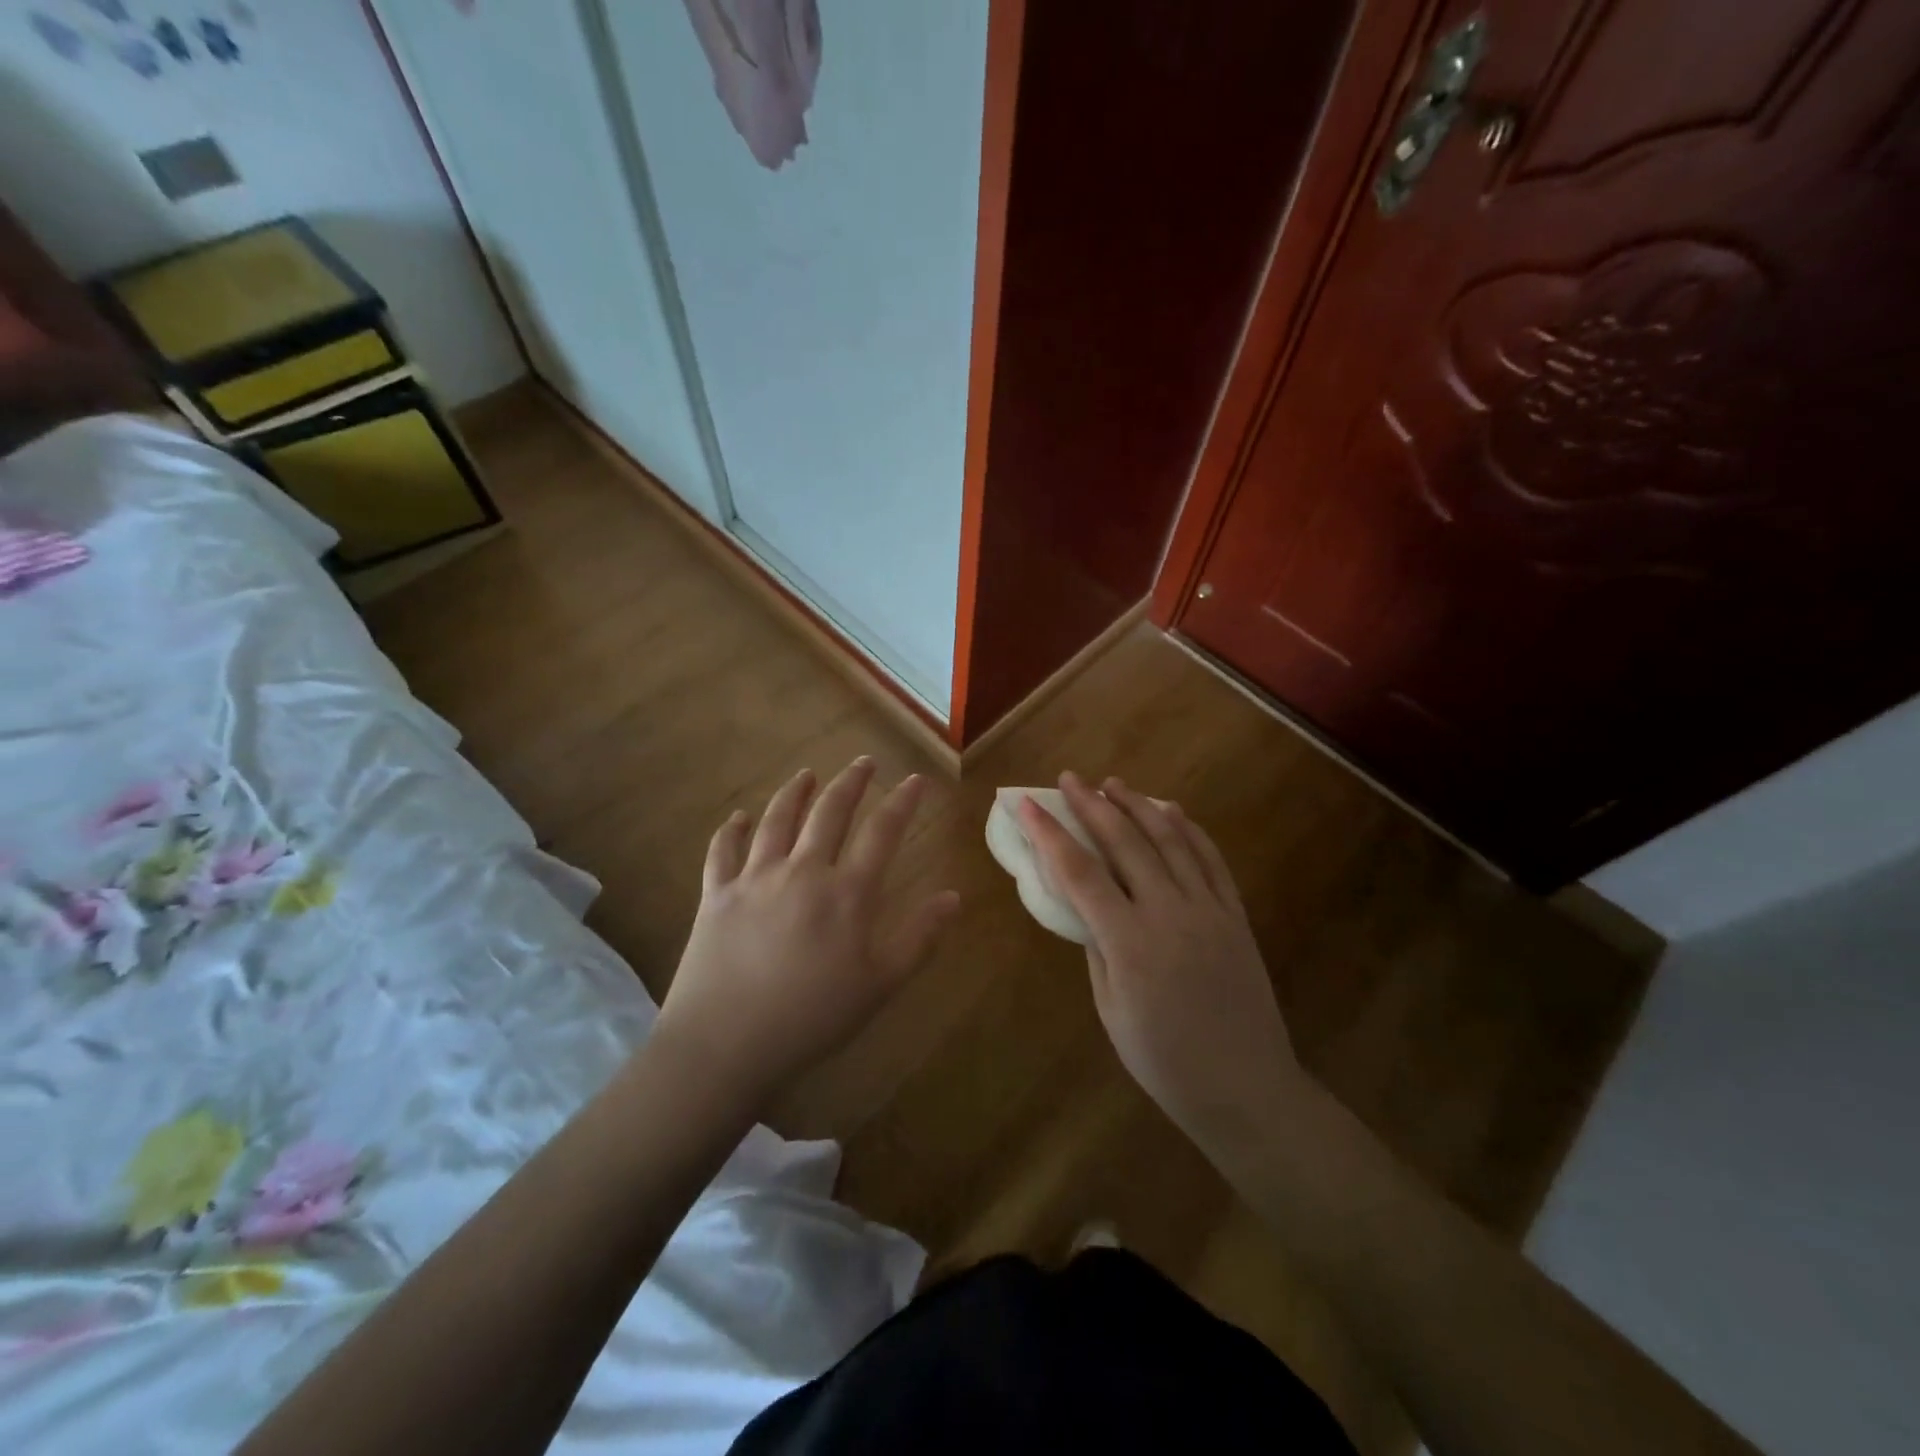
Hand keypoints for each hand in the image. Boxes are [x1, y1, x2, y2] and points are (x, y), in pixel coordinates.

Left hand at [654, 760, 959, 1112]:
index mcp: (846, 893)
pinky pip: (723, 851)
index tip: (915, 780)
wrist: (725, 1045)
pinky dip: (731, 830)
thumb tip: (953, 897)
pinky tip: (739, 817)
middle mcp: (802, 871)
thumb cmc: (812, 1018)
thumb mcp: (880, 985)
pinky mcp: (716, 895)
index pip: (882, 832)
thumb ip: (919, 937)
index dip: (902, 803)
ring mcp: (754, 879)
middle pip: (829, 813)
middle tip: (864, 762)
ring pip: (777, 820)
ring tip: (806, 774)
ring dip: (794, 792)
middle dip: (850, 783)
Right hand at [1018, 772, 1301, 1157]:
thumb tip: (1087, 906)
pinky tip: (1172, 812)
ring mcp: (1208, 909)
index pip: (1079, 872)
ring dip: (1138, 806)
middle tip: (1070, 779)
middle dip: (1092, 805)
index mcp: (1130, 941)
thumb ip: (1097, 948)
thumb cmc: (1164, 1061)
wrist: (1245, 1088)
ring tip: (1114, 784)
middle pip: (1125, 842)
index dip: (1049, 834)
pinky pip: (1210, 860)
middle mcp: (1170, 912)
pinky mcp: (1235, 915)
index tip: (1027, 805)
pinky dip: (1189, 830)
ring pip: (1170, 841)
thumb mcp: (1111, 1009)